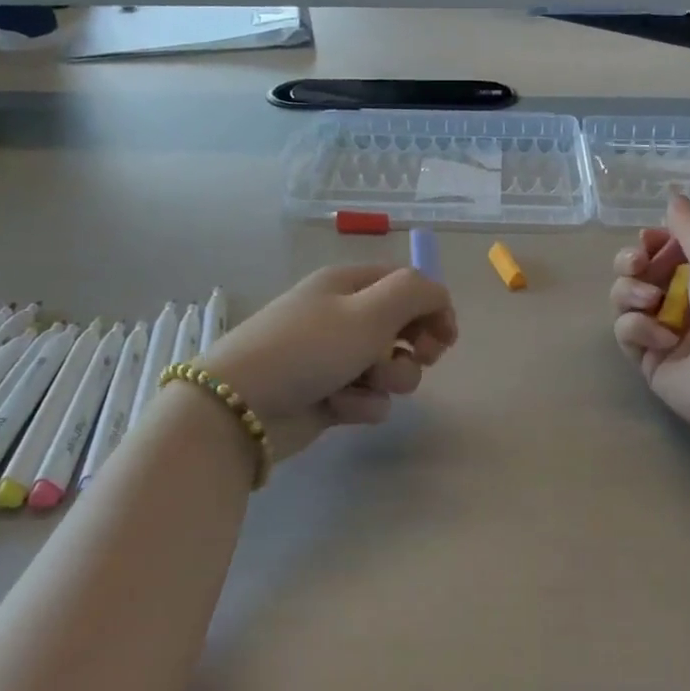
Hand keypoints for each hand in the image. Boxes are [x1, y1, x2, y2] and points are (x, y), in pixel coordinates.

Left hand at [200, 265, 457, 460]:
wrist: (242, 407)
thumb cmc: (308, 347)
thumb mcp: (369, 310)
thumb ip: (417, 293)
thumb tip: (439, 297)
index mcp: (348, 284)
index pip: (406, 284)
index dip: (433, 306)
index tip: (447, 336)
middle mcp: (343, 317)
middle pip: (403, 328)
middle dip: (416, 348)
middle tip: (421, 358)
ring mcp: (335, 358)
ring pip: (390, 369)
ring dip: (387, 380)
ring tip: (363, 383)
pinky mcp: (330, 396)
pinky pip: (368, 398)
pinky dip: (360, 404)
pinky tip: (338, 406)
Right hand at [609, 195, 689, 434]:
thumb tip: (673, 196)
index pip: (666, 250)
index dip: (650, 242)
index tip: (646, 240)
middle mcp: (684, 301)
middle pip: (637, 272)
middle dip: (630, 263)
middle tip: (637, 264)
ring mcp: (664, 332)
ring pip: (625, 299)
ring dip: (631, 292)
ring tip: (650, 301)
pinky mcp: (648, 360)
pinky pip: (626, 332)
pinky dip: (639, 329)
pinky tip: (663, 339)